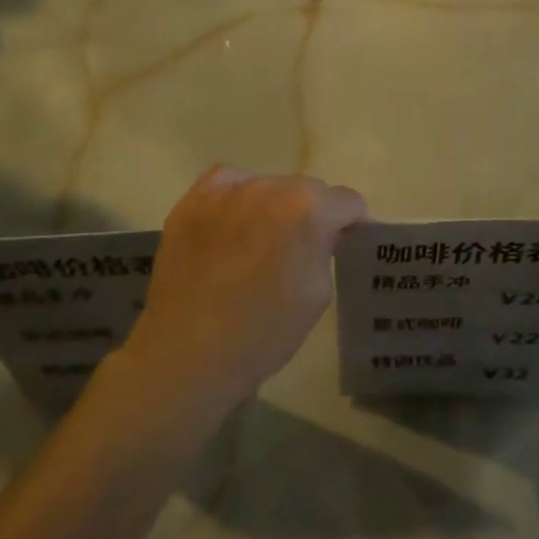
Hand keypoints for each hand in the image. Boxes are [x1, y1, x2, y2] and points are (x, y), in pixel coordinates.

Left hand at [124, 166, 367, 411]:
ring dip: (272, 207)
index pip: (347, 201)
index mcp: (308, 209)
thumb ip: (326, 249)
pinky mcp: (194, 199)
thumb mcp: (318, 293)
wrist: (187, 353)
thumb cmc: (262, 332)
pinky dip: (237, 200)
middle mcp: (270, 186)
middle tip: (297, 250)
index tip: (343, 245)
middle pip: (307, 189)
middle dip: (310, 213)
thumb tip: (322, 234)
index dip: (351, 224)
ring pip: (267, 186)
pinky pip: (229, 184)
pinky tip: (230, 228)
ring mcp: (228, 189)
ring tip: (257, 243)